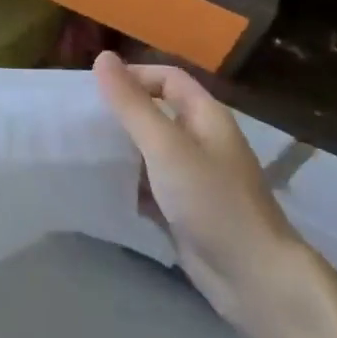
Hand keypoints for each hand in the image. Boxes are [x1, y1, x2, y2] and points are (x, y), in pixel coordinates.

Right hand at [94, 51, 305, 324]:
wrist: (255, 280)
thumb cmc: (212, 200)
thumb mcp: (166, 146)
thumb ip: (132, 104)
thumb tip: (102, 57)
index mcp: (205, 116)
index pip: (167, 78)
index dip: (134, 76)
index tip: (96, 89)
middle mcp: (201, 141)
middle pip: (156, 112)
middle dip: (121, 113)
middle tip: (82, 119)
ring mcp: (194, 178)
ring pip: (150, 151)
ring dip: (121, 149)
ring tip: (83, 150)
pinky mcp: (185, 211)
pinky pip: (150, 186)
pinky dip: (128, 184)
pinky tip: (101, 187)